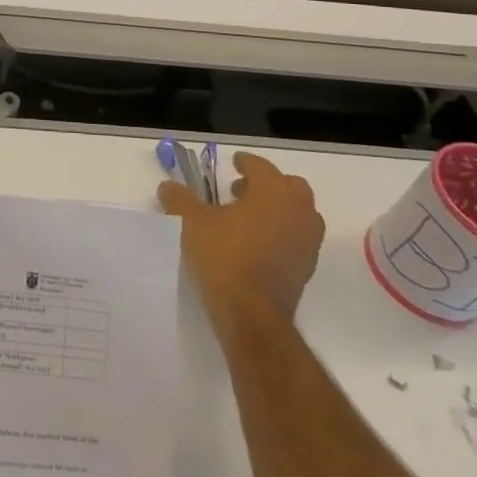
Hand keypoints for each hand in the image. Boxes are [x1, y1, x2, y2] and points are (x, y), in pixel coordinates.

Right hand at [159, 152, 324, 321]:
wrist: (252, 314)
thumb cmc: (224, 256)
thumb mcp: (192, 222)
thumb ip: (180, 198)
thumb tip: (168, 186)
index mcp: (274, 192)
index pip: (261, 166)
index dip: (245, 162)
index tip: (233, 164)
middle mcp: (299, 211)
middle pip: (289, 186)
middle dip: (267, 184)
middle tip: (240, 191)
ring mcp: (308, 241)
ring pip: (297, 212)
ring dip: (276, 209)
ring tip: (246, 218)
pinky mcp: (307, 267)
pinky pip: (297, 237)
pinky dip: (281, 232)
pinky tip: (255, 243)